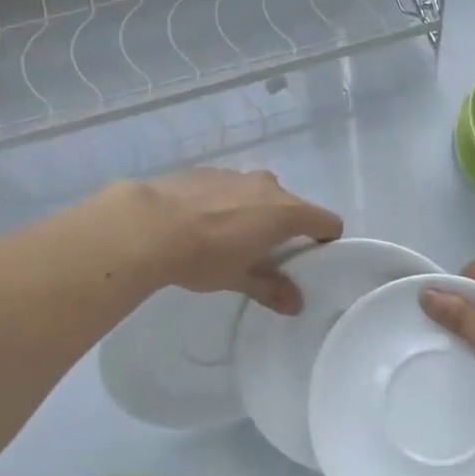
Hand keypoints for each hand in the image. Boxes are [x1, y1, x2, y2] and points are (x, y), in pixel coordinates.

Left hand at [125, 169, 341, 313]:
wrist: (147, 225)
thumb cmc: (205, 255)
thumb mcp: (240, 278)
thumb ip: (271, 288)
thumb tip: (297, 304)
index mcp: (286, 211)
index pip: (327, 221)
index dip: (326, 238)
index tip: (313, 256)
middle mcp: (267, 186)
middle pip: (292, 206)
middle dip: (284, 227)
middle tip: (265, 254)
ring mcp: (236, 174)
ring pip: (258, 194)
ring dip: (253, 213)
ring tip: (227, 239)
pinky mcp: (206, 171)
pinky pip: (229, 188)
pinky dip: (226, 203)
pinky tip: (200, 223)